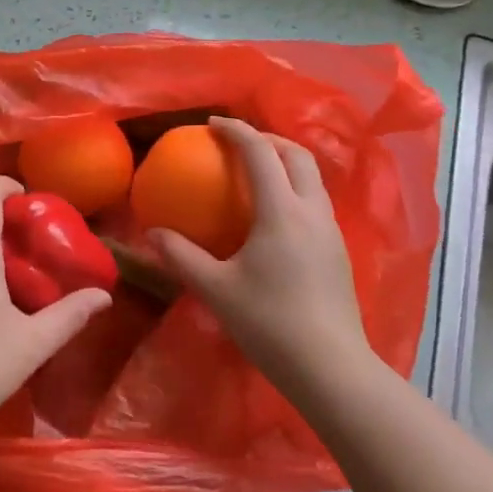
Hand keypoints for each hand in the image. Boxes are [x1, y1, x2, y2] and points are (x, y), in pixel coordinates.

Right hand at [149, 117, 371, 396]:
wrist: (331, 368)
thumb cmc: (269, 323)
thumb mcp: (215, 288)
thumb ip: (182, 257)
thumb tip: (153, 234)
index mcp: (281, 212)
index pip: (260, 154)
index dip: (236, 131)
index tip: (213, 123)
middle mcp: (312, 212)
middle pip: (297, 156)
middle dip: (267, 139)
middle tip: (238, 142)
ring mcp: (331, 232)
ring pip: (313, 179)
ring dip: (286, 163)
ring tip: (258, 172)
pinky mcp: (339, 253)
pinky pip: (316, 203)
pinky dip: (295, 190)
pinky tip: (276, 217)